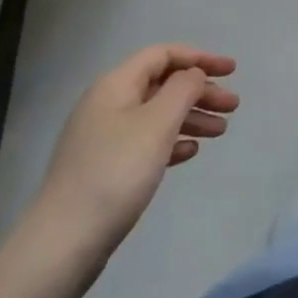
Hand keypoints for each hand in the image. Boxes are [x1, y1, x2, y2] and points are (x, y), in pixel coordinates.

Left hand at [19, 45, 237, 290]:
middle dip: (200, 91)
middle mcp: (107, 105)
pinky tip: (191, 152)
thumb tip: (193, 74)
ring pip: (157, 115)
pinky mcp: (106, 168)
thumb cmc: (116, 172)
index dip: (199, 57)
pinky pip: (147, 142)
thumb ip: (183, 90)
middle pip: (162, 85)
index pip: (162, 55)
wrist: (64, 242)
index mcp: (115, 86)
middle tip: (233, 106)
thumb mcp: (157, 123)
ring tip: (221, 131)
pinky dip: (172, 141)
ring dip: (191, 117)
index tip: (232, 71)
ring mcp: (104, 138)